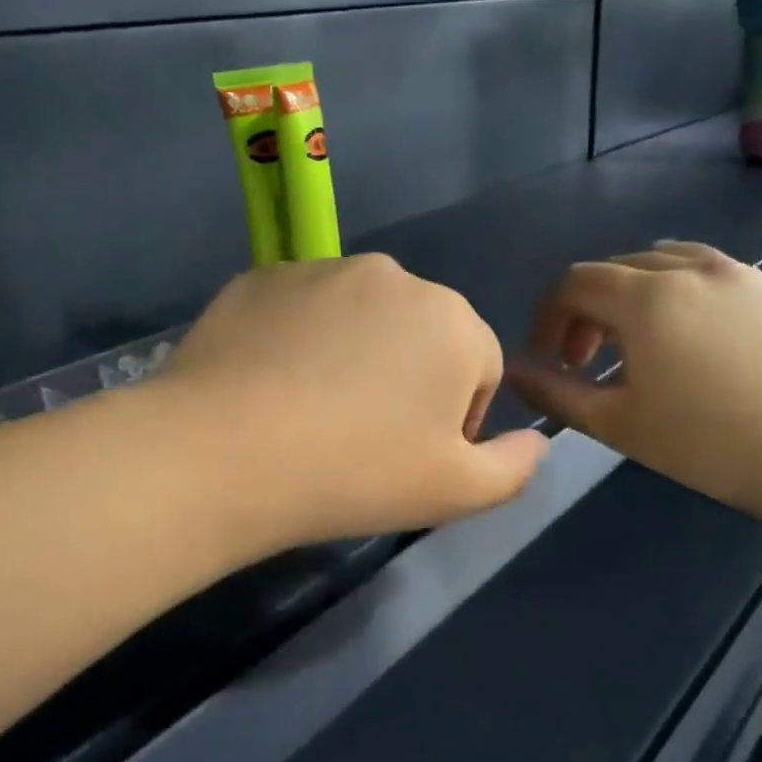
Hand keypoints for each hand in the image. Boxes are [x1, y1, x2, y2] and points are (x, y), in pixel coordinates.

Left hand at [157, 255, 547, 547]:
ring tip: (310, 412)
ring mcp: (320, 269)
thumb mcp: (455, 493)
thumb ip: (514, 466)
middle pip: (419, 335)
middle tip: (360, 438)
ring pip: (357, 318)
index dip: (455, 421)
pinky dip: (296, 341)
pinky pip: (299, 311)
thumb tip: (537, 441)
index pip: (479, 368)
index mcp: (452, 321)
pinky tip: (267, 388)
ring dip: (350, 356)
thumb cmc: (354, 474)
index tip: (412, 458)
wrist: (224, 455)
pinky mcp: (261, 278)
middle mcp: (393, 276)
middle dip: (406, 380)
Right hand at [509, 243, 761, 516]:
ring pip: (662, 265)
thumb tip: (513, 371)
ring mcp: (736, 272)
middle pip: (615, 270)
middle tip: (586, 362)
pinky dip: (676, 294)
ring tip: (635, 346)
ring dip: (631, 298)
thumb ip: (554, 392)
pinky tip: (688, 341)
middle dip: (587, 311)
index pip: (574, 284)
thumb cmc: (705, 441)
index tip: (548, 359)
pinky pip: (705, 273)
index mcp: (645, 296)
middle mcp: (688, 267)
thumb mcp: (614, 423)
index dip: (549, 318)